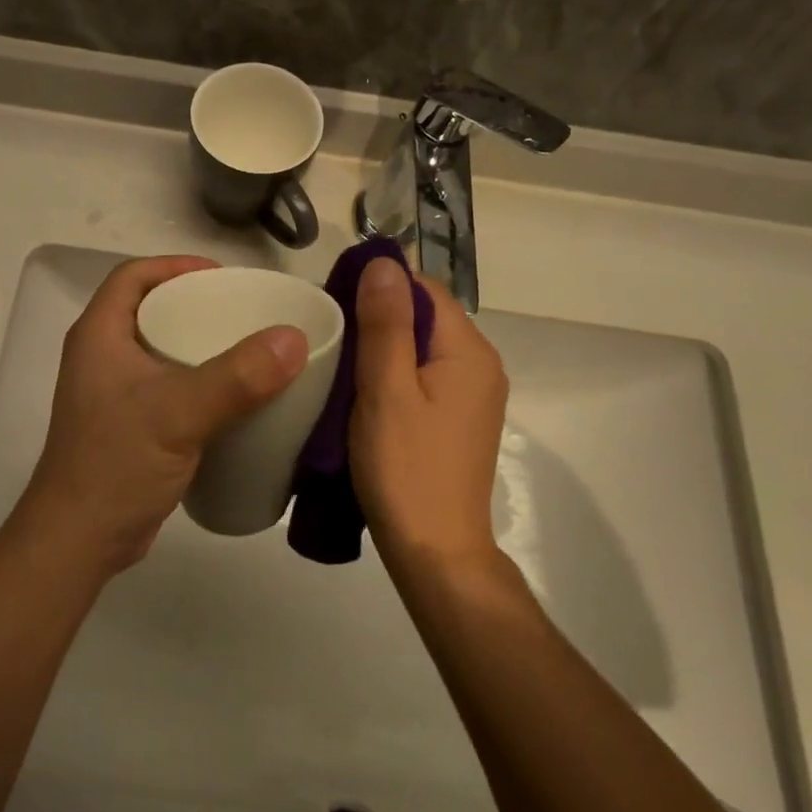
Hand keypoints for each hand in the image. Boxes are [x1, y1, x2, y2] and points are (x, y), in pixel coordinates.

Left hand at [16, 256, 306, 575]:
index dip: (175, 266)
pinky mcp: (129, 426)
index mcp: (99, 336)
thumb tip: (293, 338)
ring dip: (200, 345)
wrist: (80, 541)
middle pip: (150, 310)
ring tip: (248, 349)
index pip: (132, 277)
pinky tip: (233, 398)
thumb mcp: (179, 413)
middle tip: (245, 312)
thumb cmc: (117, 464)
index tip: (222, 276)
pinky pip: (168, 387)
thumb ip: (237, 377)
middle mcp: (101, 357)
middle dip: (196, 304)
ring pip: (161, 350)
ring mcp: (113, 394)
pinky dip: (199, 382)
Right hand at [349, 258, 507, 565]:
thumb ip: (385, 324)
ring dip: (384, 345)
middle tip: (331, 332)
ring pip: (423, 347)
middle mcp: (481, 365)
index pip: (425, 289)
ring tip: (340, 360)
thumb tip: (384, 261)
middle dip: (379, 315)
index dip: (380, 285)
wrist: (435, 551)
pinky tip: (364, 392)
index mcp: (469, 351)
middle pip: (426, 316)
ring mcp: (473, 395)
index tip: (334, 300)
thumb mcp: (386, 390)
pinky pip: (426, 375)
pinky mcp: (459, 419)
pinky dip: (395, 372)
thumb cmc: (405, 468)